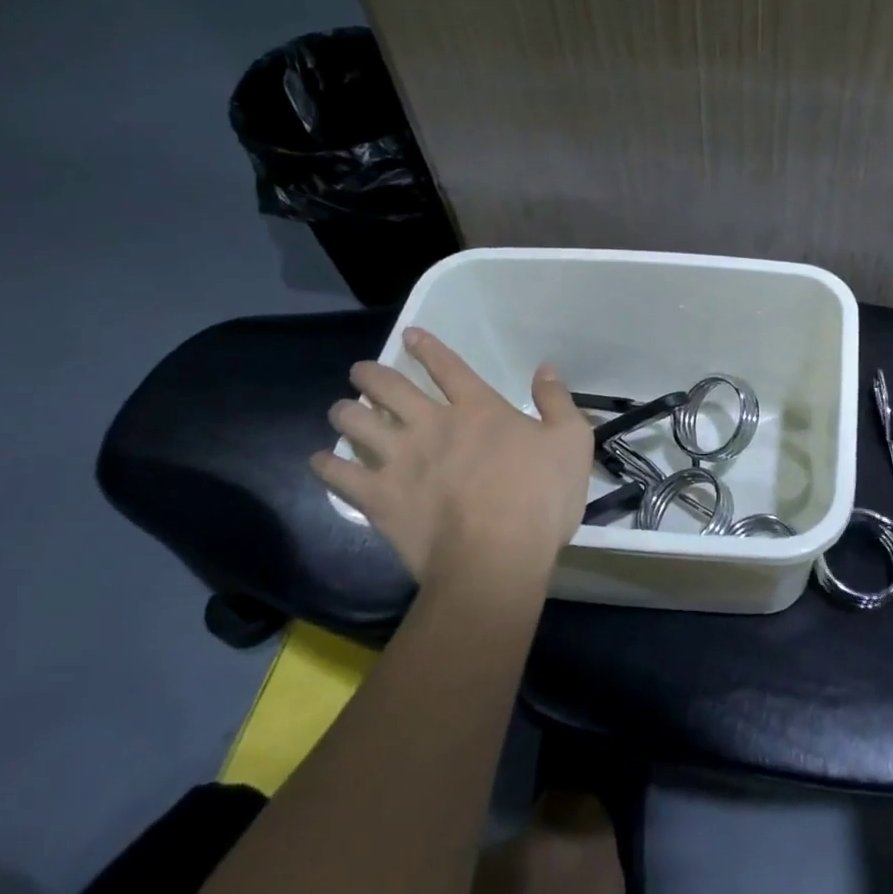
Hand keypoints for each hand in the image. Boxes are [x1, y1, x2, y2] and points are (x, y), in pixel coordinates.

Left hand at [310, 328, 592, 585]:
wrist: (496, 557)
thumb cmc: (540, 499)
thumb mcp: (572, 442)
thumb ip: (557, 401)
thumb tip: (545, 368)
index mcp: (479, 410)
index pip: (448, 367)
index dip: (428, 348)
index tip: (410, 336)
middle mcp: (432, 425)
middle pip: (390, 388)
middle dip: (371, 374)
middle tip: (361, 371)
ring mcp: (400, 460)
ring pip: (357, 423)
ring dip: (345, 411)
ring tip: (340, 409)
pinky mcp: (379, 497)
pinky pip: (339, 474)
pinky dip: (326, 464)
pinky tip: (320, 459)